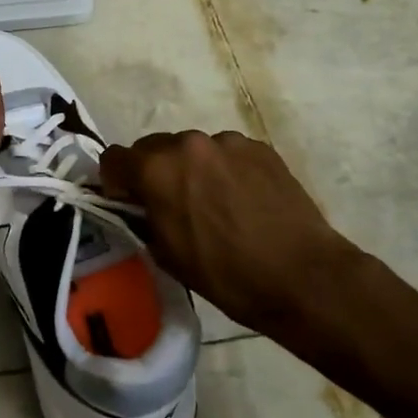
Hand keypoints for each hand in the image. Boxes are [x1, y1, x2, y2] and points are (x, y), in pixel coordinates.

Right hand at [100, 131, 360, 332]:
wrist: (302, 276)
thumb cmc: (226, 274)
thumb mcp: (167, 254)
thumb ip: (145, 217)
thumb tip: (141, 204)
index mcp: (157, 169)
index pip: (115, 157)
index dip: (115, 180)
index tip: (127, 200)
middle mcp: (188, 143)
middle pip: (154, 147)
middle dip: (154, 171)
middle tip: (171, 203)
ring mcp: (227, 141)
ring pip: (193, 149)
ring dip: (192, 168)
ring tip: (215, 202)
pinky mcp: (259, 147)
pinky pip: (227, 153)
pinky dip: (225, 169)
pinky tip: (244, 200)